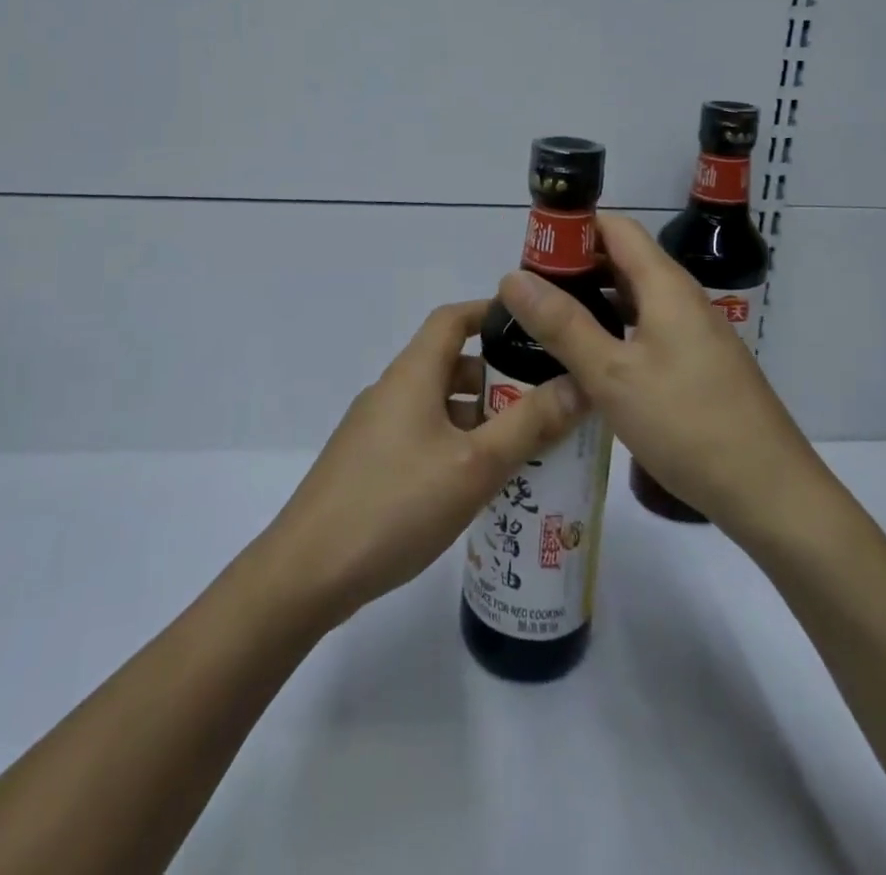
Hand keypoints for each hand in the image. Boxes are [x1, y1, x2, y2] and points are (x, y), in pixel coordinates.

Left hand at [260, 300, 586, 627]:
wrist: (307, 573)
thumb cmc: (395, 505)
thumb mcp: (473, 465)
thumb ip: (529, 424)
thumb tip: (578, 383)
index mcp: (412, 375)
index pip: (452, 319)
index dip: (491, 312)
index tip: (535, 326)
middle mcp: (392, 392)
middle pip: (451, 364)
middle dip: (499, 378)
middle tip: (547, 402)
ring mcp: (377, 430)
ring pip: (440, 406)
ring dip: (481, 418)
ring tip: (527, 448)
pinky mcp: (371, 465)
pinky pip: (425, 437)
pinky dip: (457, 445)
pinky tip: (481, 485)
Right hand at [497, 215, 831, 545]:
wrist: (769, 492)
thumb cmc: (687, 424)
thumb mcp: (612, 374)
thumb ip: (563, 324)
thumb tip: (512, 277)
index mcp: (665, 286)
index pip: (615, 228)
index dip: (572, 228)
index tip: (529, 249)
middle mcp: (682, 300)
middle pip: (623, 260)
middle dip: (574, 267)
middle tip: (526, 291)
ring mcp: (693, 334)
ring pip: (633, 299)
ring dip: (592, 301)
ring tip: (545, 321)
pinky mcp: (696, 366)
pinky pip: (645, 330)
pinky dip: (612, 332)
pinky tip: (586, 361)